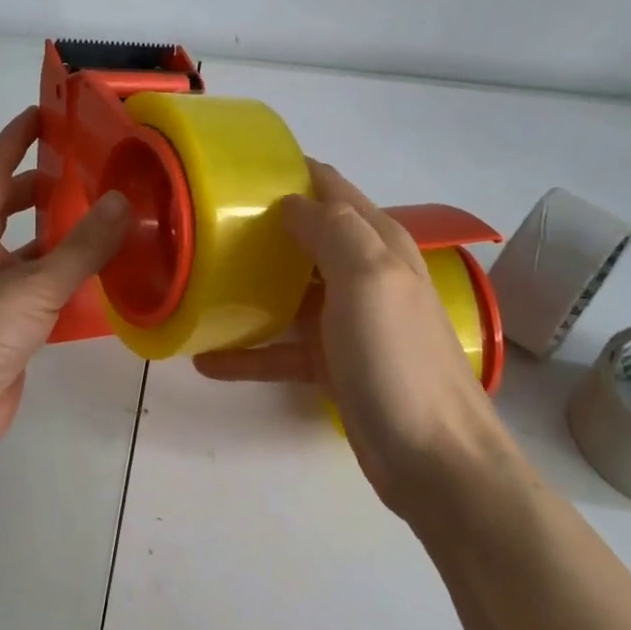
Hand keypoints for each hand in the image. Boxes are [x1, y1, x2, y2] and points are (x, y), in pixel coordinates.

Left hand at [0, 106, 129, 470]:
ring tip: (104, 220)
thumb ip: (82, 247)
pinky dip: (66, 277)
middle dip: (41, 187)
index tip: (44, 113)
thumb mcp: (34, 285)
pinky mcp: (5, 324)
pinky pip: (39, 287)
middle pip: (7, 207)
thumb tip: (122, 203)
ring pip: (27, 249)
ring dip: (59, 235)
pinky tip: (100, 279)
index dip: (15, 139)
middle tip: (85, 172)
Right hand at [194, 161, 514, 522]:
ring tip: (197, 283)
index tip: (235, 172)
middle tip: (202, 225)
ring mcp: (347, 321)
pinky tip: (207, 359)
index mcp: (377, 244)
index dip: (289, 172)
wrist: (433, 458)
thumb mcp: (368, 279)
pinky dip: (249, 352)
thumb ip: (332, 230)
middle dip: (259, 228)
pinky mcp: (333, 364)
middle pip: (305, 237)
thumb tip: (290, 201)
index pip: (330, 189)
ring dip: (248, 288)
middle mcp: (363, 275)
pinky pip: (283, 350)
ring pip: (289, 292)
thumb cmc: (397, 358)